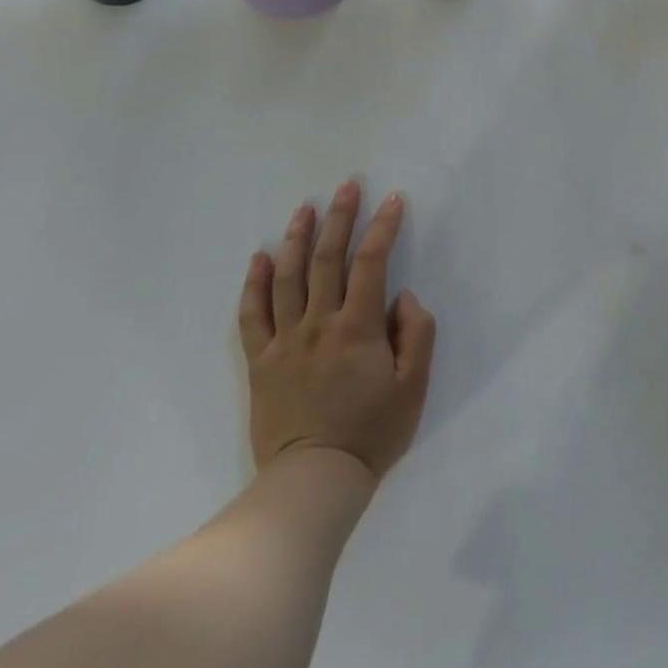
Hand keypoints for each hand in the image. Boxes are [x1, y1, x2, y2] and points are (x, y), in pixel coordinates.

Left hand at [238, 182, 436, 480]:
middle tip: (346, 186)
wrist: (313, 482)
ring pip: (286, 278)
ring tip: (304, 208)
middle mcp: (318, 324)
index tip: (392, 199)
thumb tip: (403, 296)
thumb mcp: (414, 387)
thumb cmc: (372, 433)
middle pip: (326, 259)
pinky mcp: (260, 362)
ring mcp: (283, 342)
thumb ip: (416, 334)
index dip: (383, 227)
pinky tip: (260, 257)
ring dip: (296, 238)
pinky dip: (254, 283)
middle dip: (339, 217)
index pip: (371, 263)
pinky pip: (251, 315)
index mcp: (357, 328)